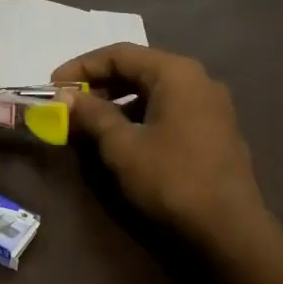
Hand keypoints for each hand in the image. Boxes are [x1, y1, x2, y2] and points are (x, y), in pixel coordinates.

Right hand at [54, 44, 269, 251]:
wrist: (229, 228)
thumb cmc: (171, 179)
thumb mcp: (122, 146)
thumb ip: (92, 115)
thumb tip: (65, 97)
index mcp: (176, 73)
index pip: (119, 54)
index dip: (81, 67)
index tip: (53, 86)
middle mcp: (197, 79)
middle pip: (139, 68)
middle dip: (100, 84)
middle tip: (69, 104)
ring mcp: (211, 105)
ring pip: (154, 90)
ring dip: (119, 100)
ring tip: (90, 122)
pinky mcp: (215, 129)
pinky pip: (170, 108)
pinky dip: (141, 114)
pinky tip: (123, 136)